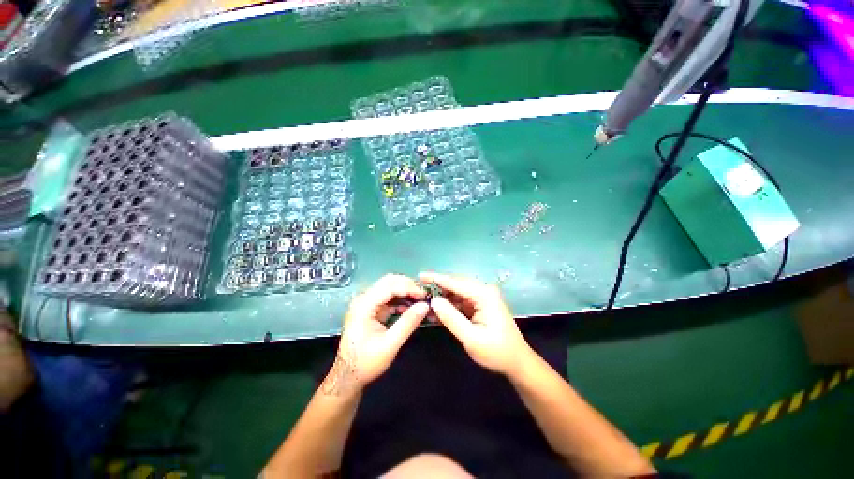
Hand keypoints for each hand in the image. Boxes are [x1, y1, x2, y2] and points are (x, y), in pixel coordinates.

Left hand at [321, 274, 428, 396]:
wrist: (349, 376)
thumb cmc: (366, 362)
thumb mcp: (390, 344)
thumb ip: (408, 323)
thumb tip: (425, 306)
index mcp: (364, 305)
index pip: (389, 286)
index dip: (409, 287)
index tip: (425, 295)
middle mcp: (364, 299)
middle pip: (389, 282)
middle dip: (408, 286)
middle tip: (424, 296)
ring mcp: (367, 303)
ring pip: (390, 288)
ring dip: (406, 292)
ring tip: (421, 301)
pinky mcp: (372, 309)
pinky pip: (389, 298)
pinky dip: (401, 300)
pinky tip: (411, 308)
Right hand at [419, 272, 531, 376]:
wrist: (517, 362)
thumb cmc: (496, 352)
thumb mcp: (471, 338)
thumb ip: (451, 318)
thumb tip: (434, 301)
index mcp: (484, 294)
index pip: (456, 282)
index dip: (437, 278)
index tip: (420, 275)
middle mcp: (484, 291)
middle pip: (456, 284)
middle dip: (437, 287)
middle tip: (418, 288)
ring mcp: (483, 297)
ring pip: (457, 292)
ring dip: (442, 297)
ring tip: (424, 300)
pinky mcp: (480, 305)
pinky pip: (461, 301)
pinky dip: (449, 305)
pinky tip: (437, 310)